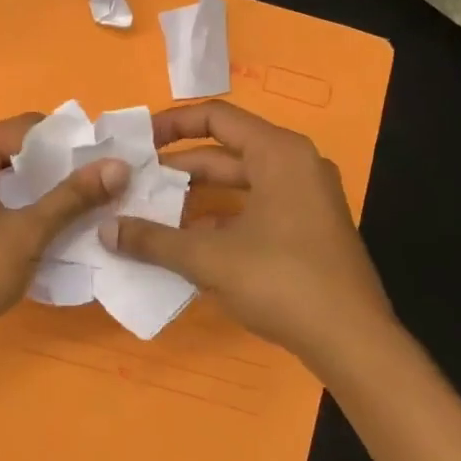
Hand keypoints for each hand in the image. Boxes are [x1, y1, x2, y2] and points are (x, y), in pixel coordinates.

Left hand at [0, 113, 129, 365]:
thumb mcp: (27, 234)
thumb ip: (72, 197)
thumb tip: (119, 166)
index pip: (28, 127)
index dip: (70, 141)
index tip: (108, 160)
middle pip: (18, 147)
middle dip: (60, 164)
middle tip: (104, 182)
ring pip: (9, 172)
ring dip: (44, 186)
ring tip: (88, 200)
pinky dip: (25, 201)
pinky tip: (55, 220)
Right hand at [101, 100, 396, 369]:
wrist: (354, 343)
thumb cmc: (282, 282)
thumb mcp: (209, 258)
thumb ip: (153, 240)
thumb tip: (105, 230)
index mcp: (278, 153)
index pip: (215, 117)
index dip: (170, 125)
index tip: (136, 144)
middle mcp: (295, 165)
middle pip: (224, 152)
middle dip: (176, 169)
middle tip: (133, 185)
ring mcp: (305, 199)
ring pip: (237, 184)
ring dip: (194, 198)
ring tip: (149, 214)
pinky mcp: (307, 230)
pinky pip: (253, 209)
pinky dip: (218, 220)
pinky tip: (184, 243)